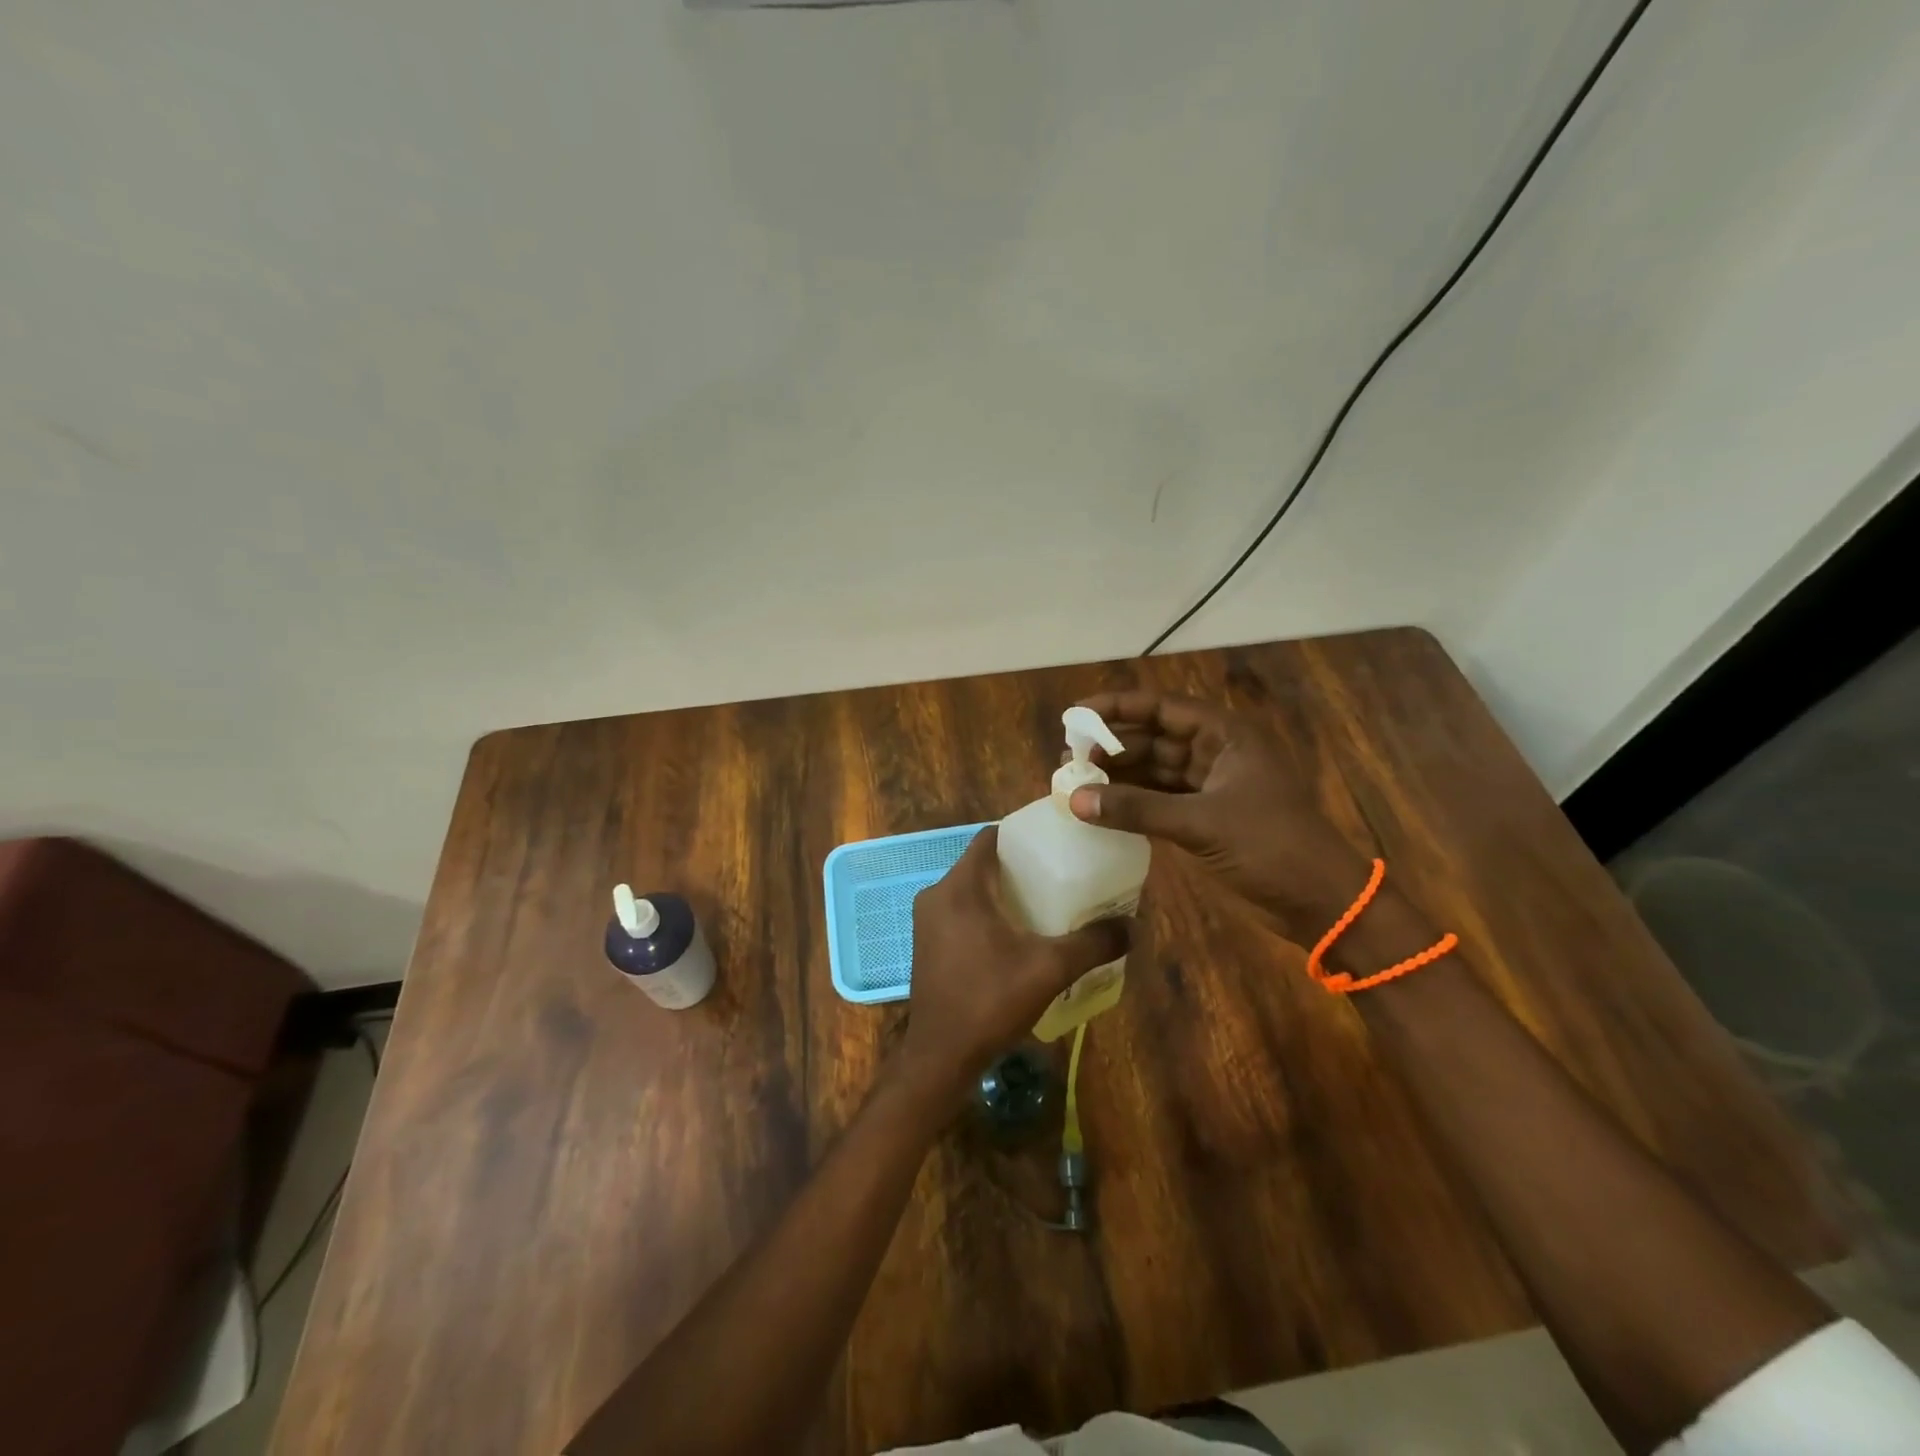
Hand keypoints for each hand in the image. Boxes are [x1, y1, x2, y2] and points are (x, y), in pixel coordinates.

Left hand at [897, 826, 1129, 1113]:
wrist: (940, 1058)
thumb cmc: (989, 1002)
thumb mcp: (1049, 969)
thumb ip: (1092, 943)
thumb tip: (1133, 926)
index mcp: (961, 888)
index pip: (990, 838)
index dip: (1023, 834)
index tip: (1056, 841)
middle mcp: (937, 895)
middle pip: (982, 863)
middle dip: (1019, 866)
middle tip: (1060, 874)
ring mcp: (928, 921)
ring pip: (972, 889)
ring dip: (1004, 891)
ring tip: (1045, 902)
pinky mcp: (928, 944)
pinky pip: (961, 911)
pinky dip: (987, 912)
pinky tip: (1017, 934)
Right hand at [1064, 690, 1376, 938]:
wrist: (1321, 903)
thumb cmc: (1271, 847)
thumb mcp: (1201, 823)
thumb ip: (1137, 809)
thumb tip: (1075, 800)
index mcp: (1226, 735)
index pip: (1162, 708)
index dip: (1117, 708)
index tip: (1074, 716)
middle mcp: (1217, 752)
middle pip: (1154, 738)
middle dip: (1112, 747)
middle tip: (1069, 761)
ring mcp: (1212, 786)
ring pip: (1155, 770)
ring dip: (1119, 777)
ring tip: (1077, 785)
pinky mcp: (1206, 817)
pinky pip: (1160, 800)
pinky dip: (1133, 803)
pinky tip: (1102, 809)